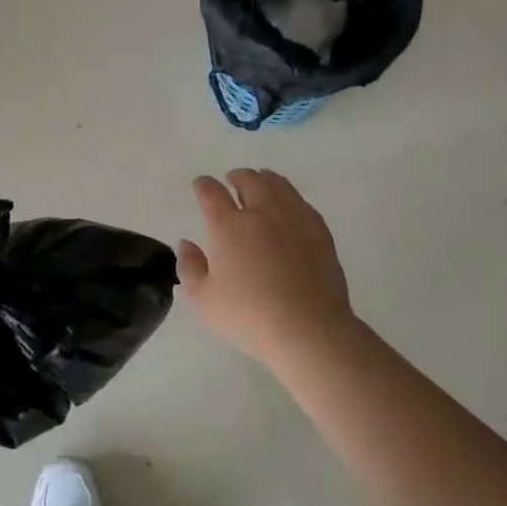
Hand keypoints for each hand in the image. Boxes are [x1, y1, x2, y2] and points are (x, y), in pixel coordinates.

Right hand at [178, 170, 356, 363]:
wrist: (308, 329)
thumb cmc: (249, 316)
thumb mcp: (204, 299)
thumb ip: (190, 267)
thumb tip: (186, 243)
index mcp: (229, 226)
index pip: (212, 193)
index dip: (204, 185)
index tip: (201, 185)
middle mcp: (261, 212)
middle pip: (249, 180)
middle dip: (237, 176)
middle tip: (232, 179)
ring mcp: (294, 219)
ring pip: (278, 185)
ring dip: (265, 179)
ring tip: (261, 181)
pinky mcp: (319, 231)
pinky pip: (302, 203)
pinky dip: (290, 196)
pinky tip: (289, 205)